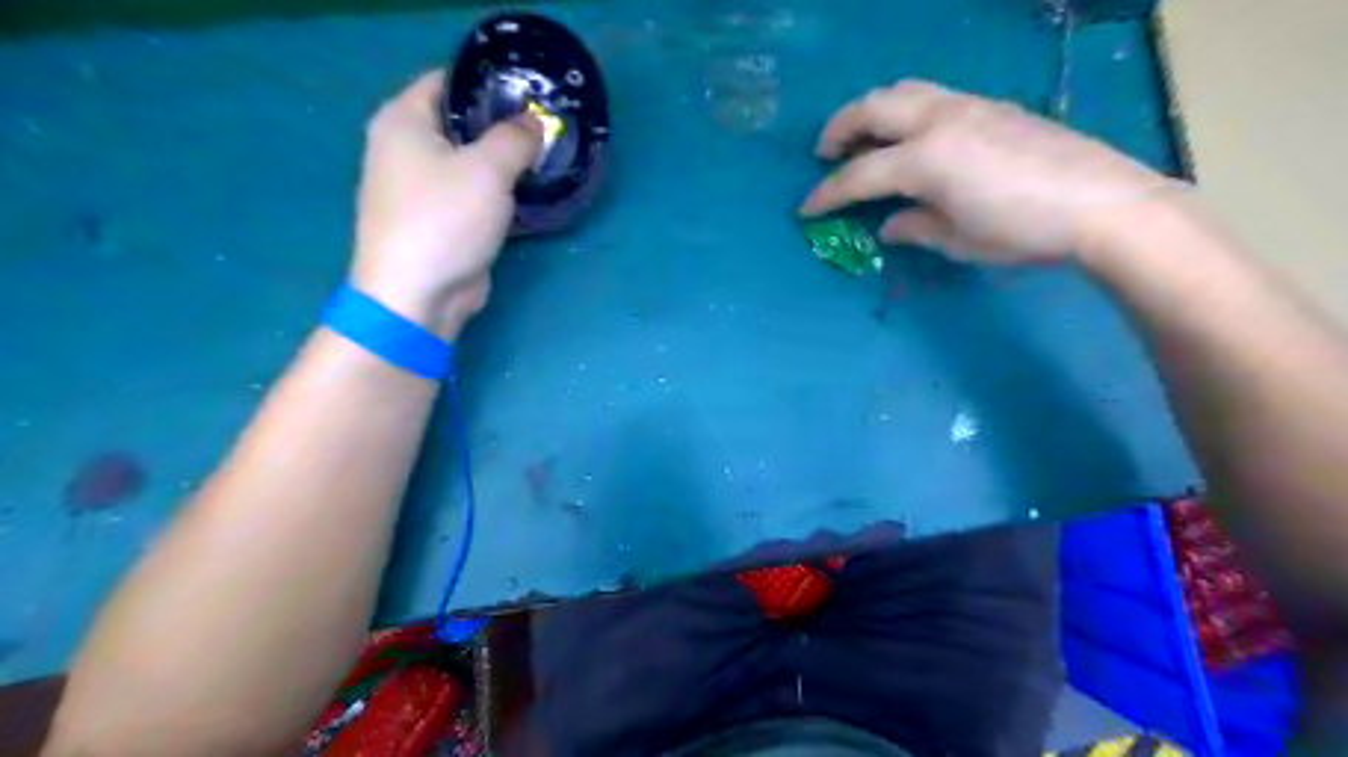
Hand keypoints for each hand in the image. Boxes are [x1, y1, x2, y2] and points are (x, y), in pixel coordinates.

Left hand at [352, 69, 540, 336]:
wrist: (418, 295)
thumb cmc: (444, 220)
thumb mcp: (488, 169)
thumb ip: (515, 138)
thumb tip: (534, 123)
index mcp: (403, 120)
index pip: (447, 80)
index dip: (488, 80)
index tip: (531, 89)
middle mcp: (404, 147)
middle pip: (461, 123)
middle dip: (503, 124)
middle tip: (547, 126)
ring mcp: (420, 188)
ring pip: (470, 161)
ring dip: (504, 161)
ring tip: (546, 155)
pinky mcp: (439, 221)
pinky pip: (473, 194)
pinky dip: (497, 191)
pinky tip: (529, 191)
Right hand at [799, 81, 1181, 262]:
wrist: (1101, 203)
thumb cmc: (1021, 232)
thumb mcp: (958, 241)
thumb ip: (914, 228)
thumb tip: (889, 224)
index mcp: (925, 160)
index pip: (860, 175)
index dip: (827, 194)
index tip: (805, 209)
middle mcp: (938, 121)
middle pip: (872, 108)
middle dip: (838, 129)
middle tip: (824, 154)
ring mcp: (967, 106)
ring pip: (902, 90)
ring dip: (871, 110)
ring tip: (862, 136)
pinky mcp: (990, 105)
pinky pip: (932, 95)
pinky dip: (905, 108)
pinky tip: (910, 135)